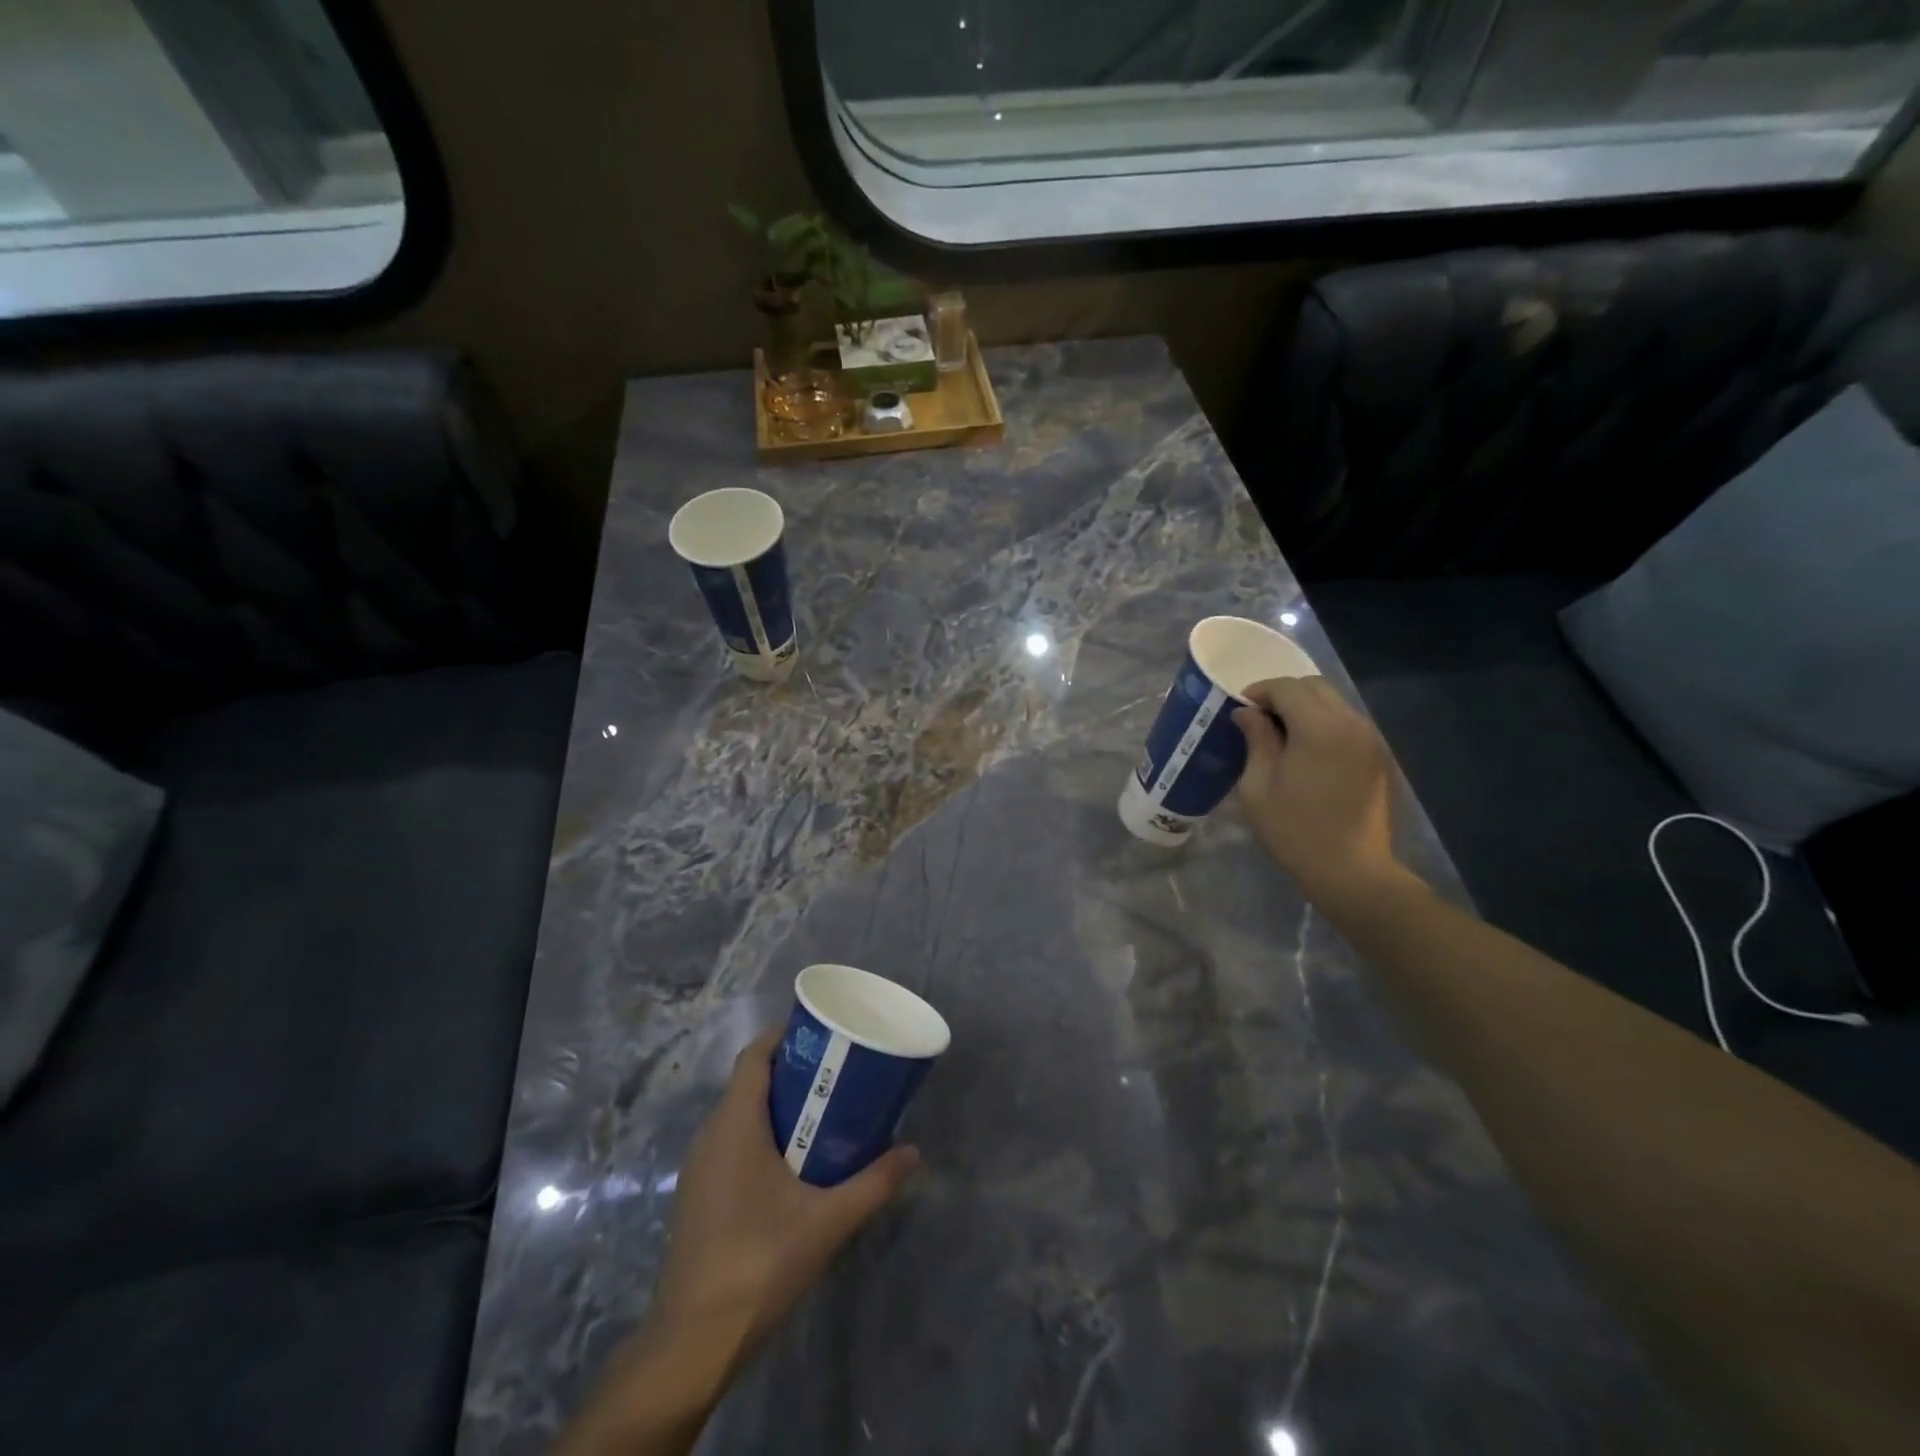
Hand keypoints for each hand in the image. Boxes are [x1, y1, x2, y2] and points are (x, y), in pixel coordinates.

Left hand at [557, 1029, 918, 1455]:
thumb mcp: (828, 1220)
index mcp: (735, 1124)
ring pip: (739, 1115)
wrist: (693, 1342)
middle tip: (837, 1074)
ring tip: (823, 1113)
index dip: (785, 1036)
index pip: (754, 1056)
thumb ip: (874, 1182)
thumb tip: (914, 1152)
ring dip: (778, 1106)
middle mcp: (711, 1135)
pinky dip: (762, 1135)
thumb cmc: (760, 1262)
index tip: (823, 1035)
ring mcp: (699, 1168)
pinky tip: (793, 1165)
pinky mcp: (698, 1196)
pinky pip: (731, 1144)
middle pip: (749, 1082)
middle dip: (792, 1071)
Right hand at [1233, 676, 1405, 907]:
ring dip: (1304, 708)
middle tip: (1258, 718)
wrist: (1352, 870)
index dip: (1259, 691)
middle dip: (1283, 694)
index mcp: (1319, 727)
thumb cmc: (1295, 830)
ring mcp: (1370, 738)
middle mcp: (1351, 722)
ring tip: (1279, 734)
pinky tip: (1305, 750)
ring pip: (1333, 703)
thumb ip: (1256, 740)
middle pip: (1315, 687)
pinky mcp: (1377, 755)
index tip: (1239, 708)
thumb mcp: (1258, 786)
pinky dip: (1322, 723)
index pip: (1286, 687)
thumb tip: (1248, 714)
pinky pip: (1345, 723)